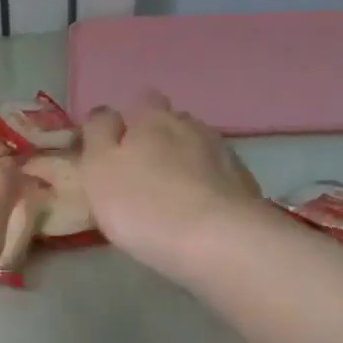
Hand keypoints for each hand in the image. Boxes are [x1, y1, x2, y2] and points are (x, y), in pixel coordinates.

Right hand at [77, 90, 266, 280]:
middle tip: (142, 175)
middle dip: (158, 140)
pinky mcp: (244, 183)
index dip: (128, 122)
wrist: (220, 242)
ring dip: (184, 163)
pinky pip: (217, 176)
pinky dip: (206, 187)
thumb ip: (98, 134)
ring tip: (172, 196)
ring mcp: (223, 153)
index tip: (115, 151)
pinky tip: (198, 211)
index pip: (139, 100)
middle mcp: (191, 125)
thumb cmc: (145, 205)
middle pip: (171, 123)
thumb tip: (106, 115)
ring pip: (196, 148)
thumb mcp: (99, 168)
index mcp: (152, 118)